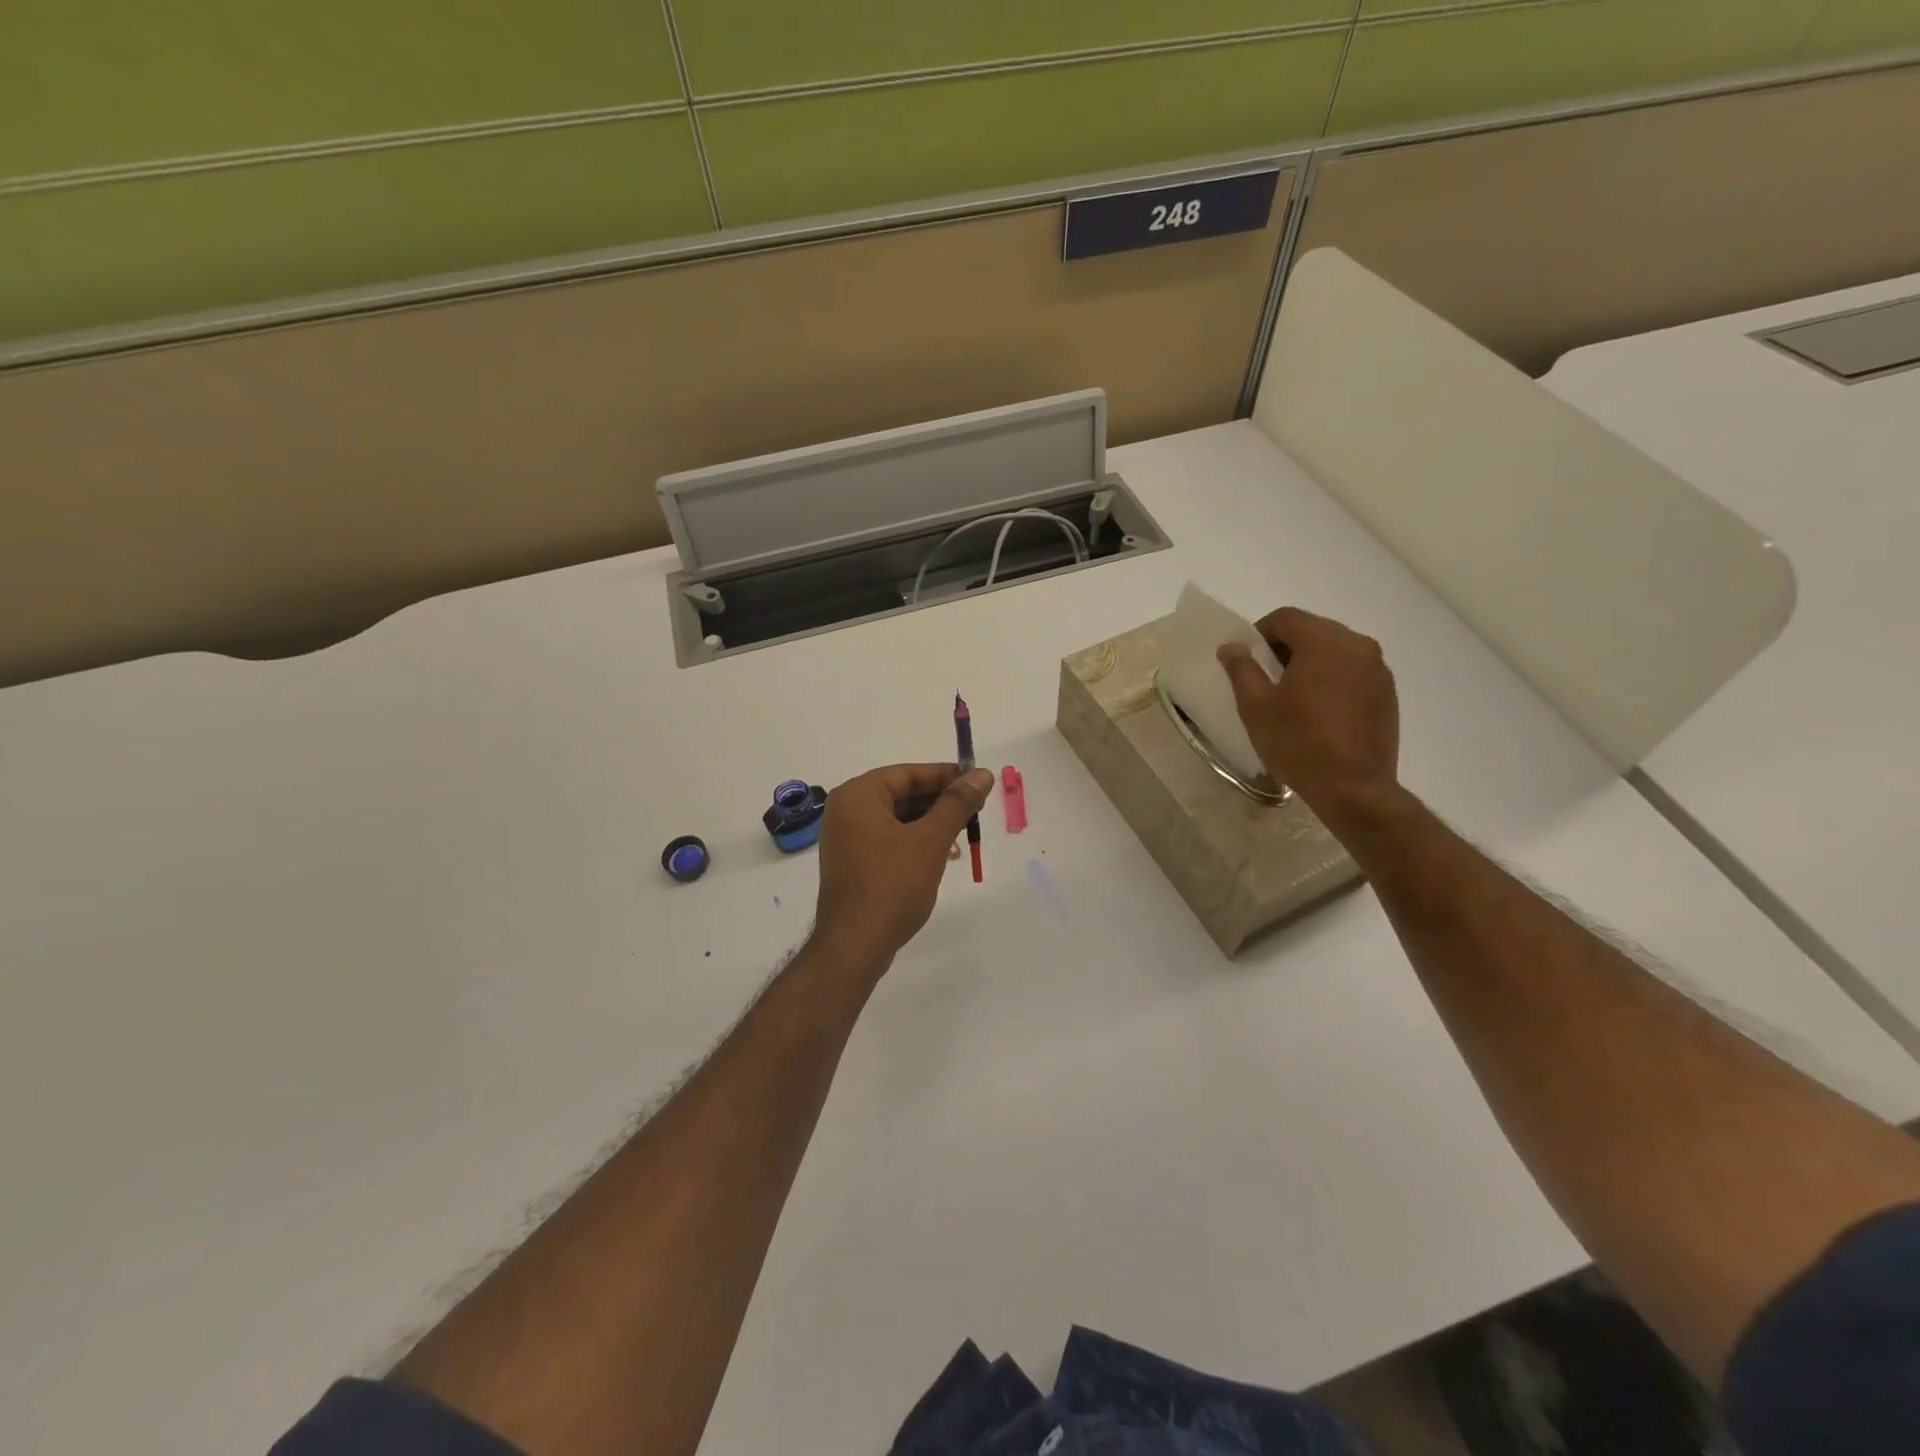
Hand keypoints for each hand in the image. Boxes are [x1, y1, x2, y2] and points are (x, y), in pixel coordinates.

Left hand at [811, 763, 994, 972]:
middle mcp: (846, 810)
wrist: (855, 946)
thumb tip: (982, 774)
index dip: (946, 775)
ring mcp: (847, 838)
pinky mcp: (854, 862)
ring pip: (897, 817)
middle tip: (977, 808)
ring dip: (931, 822)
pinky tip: (942, 854)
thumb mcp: (930, 840)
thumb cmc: (892, 886)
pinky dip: (915, 840)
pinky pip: (889, 838)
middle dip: (940, 801)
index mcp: (858, 796)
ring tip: (964, 833)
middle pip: (901, 793)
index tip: (979, 782)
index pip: (908, 773)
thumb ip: (957, 804)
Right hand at [1217, 607, 1401, 832]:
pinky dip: (1333, 679)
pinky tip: (1320, 711)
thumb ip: (1242, 669)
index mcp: (1324, 642)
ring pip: (1336, 650)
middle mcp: (1358, 645)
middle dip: (1286, 647)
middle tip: (1266, 678)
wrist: (1354, 789)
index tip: (1247, 660)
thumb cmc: (1298, 743)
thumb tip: (1232, 646)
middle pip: (1314, 630)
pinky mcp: (1388, 693)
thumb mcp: (1256, 707)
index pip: (1286, 618)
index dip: (1260, 633)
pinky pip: (1353, 671)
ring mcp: (1378, 669)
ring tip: (1293, 696)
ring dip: (1311, 663)